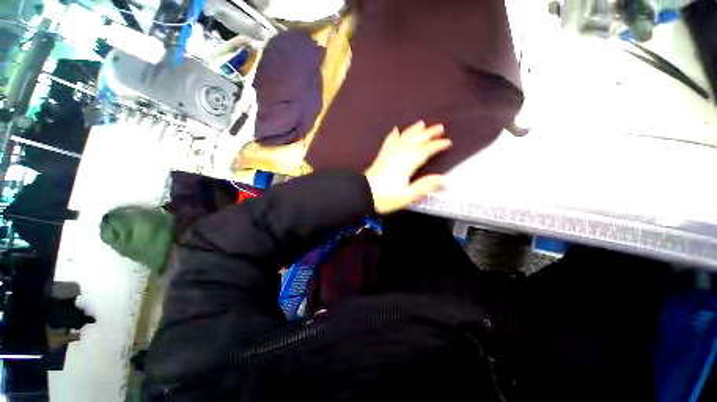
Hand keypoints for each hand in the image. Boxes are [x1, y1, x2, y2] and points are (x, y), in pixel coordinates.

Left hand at [365, 121, 451, 214]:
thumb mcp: (407, 196)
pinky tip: (396, 130)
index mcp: (406, 165)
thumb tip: (441, 178)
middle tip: (439, 127)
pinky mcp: (381, 156)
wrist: (363, 194)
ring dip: (413, 130)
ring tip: (421, 124)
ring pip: (403, 138)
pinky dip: (393, 135)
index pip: (424, 152)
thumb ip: (423, 186)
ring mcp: (388, 155)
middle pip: (415, 141)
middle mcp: (398, 156)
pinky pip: (388, 142)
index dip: (436, 146)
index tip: (447, 142)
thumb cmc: (385, 198)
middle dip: (428, 134)